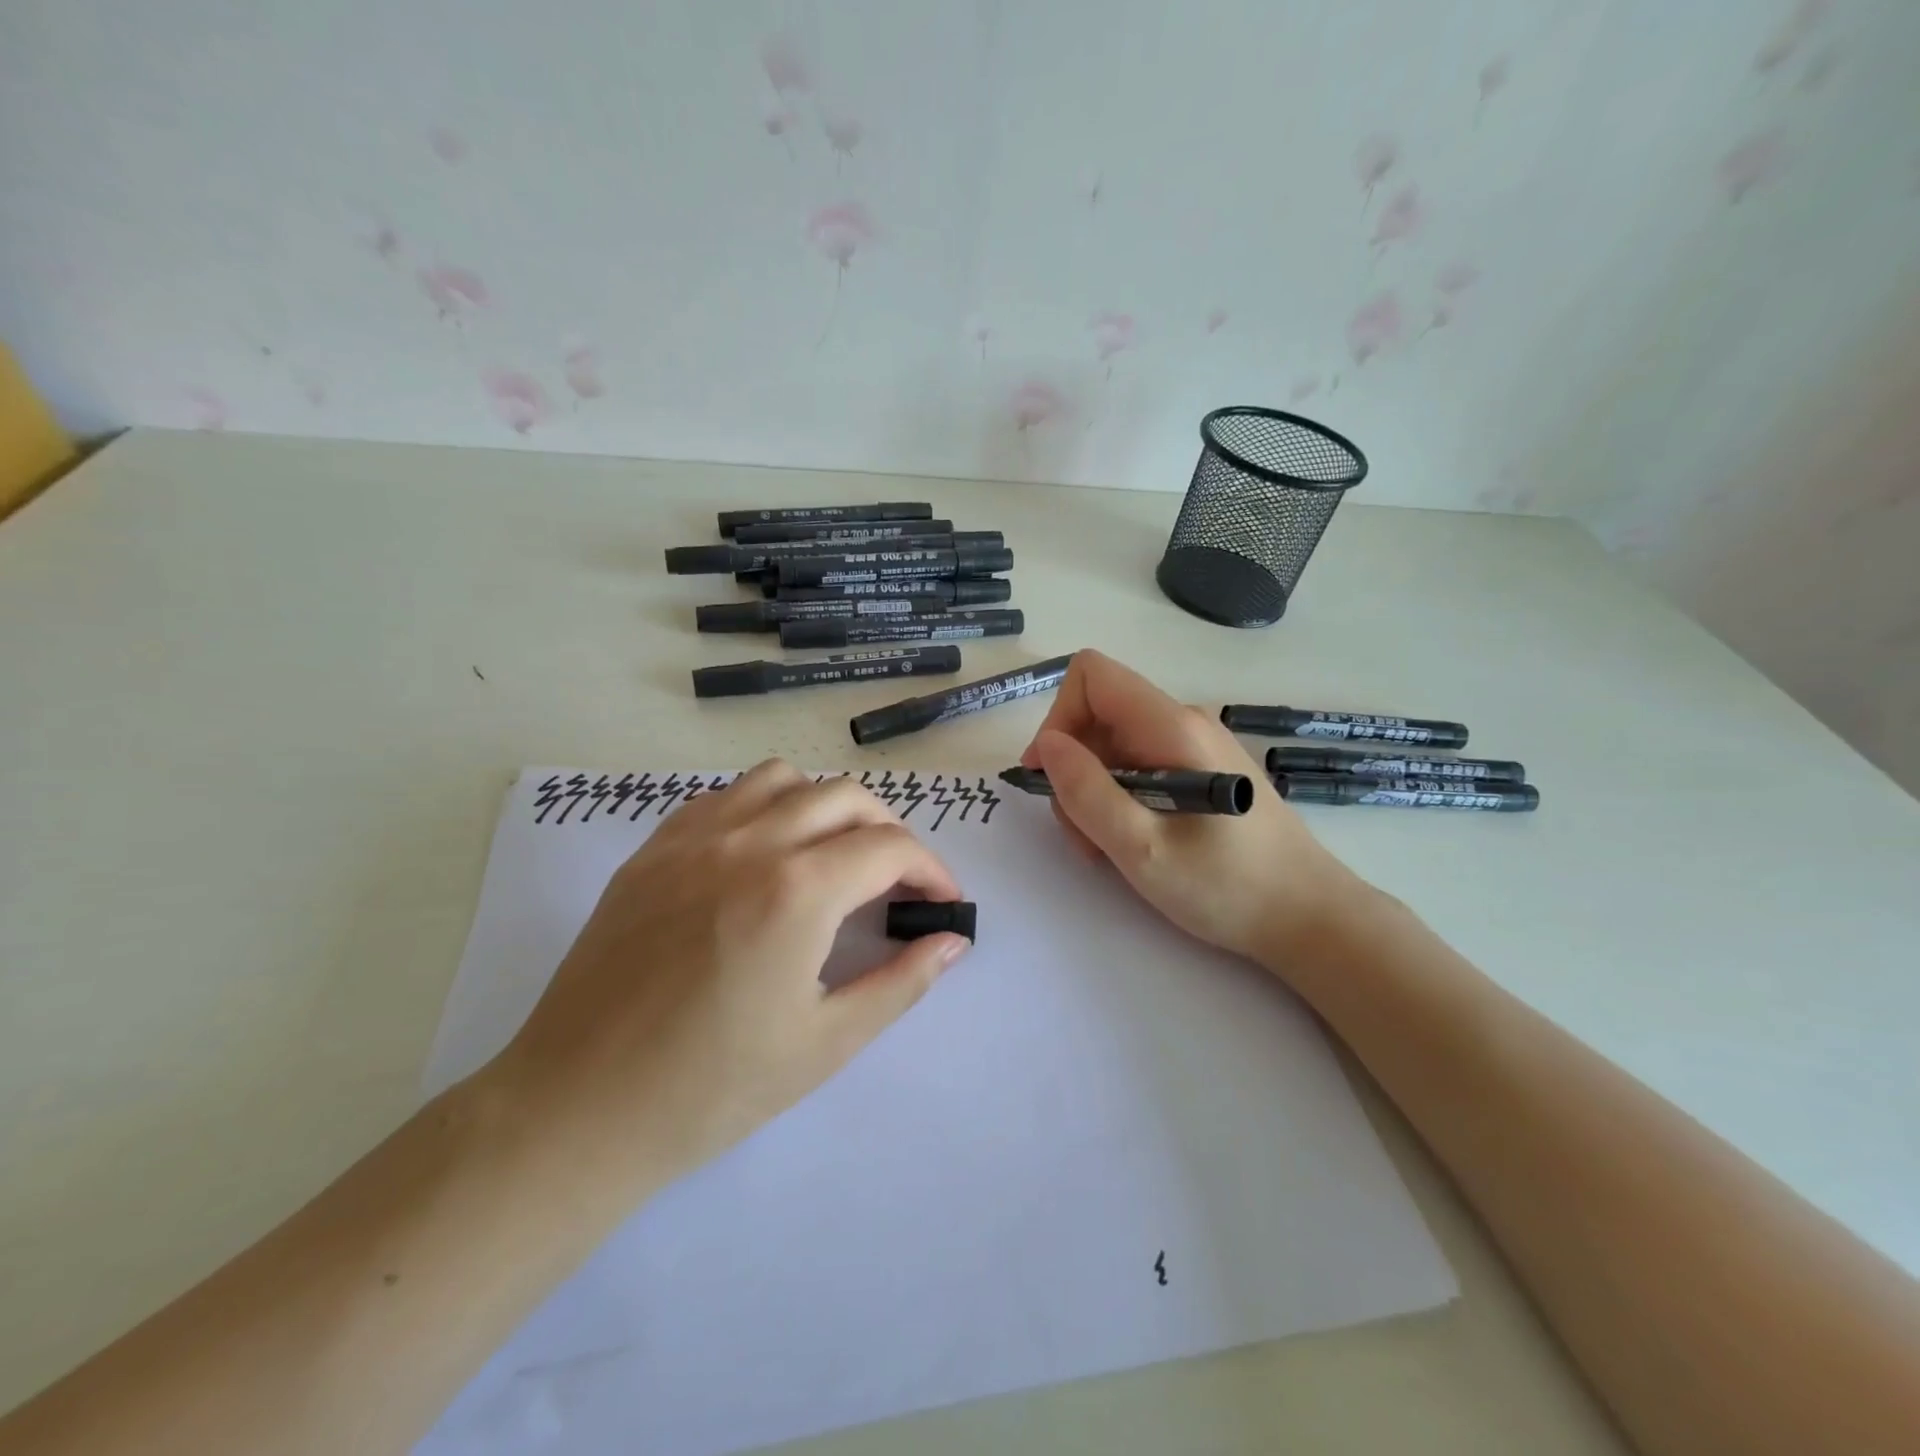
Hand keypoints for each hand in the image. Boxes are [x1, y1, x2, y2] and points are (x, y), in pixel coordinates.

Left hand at [493, 762, 968, 1194]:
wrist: (578, 1109)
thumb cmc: (711, 1088)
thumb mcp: (826, 1044)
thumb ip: (901, 982)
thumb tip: (952, 942)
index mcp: (798, 890)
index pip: (890, 847)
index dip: (931, 870)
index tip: (942, 903)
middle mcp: (750, 842)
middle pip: (846, 797)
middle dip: (889, 831)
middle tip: (896, 881)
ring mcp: (694, 838)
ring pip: (783, 779)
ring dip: (825, 805)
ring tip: (831, 855)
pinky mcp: (653, 849)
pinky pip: (724, 796)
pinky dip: (764, 807)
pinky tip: (763, 855)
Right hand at [1021, 650, 1367, 964]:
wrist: (1308, 916)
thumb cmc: (1227, 886)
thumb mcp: (1141, 847)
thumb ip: (1087, 792)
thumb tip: (1047, 745)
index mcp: (1171, 726)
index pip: (1091, 676)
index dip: (1057, 718)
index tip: (1049, 777)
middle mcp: (1182, 721)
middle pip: (1097, 715)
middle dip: (1074, 770)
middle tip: (1083, 834)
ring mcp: (1193, 745)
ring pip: (1113, 746)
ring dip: (1093, 792)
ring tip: (1108, 849)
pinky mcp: (1200, 769)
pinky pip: (1138, 766)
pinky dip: (1119, 799)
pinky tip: (1133, 842)